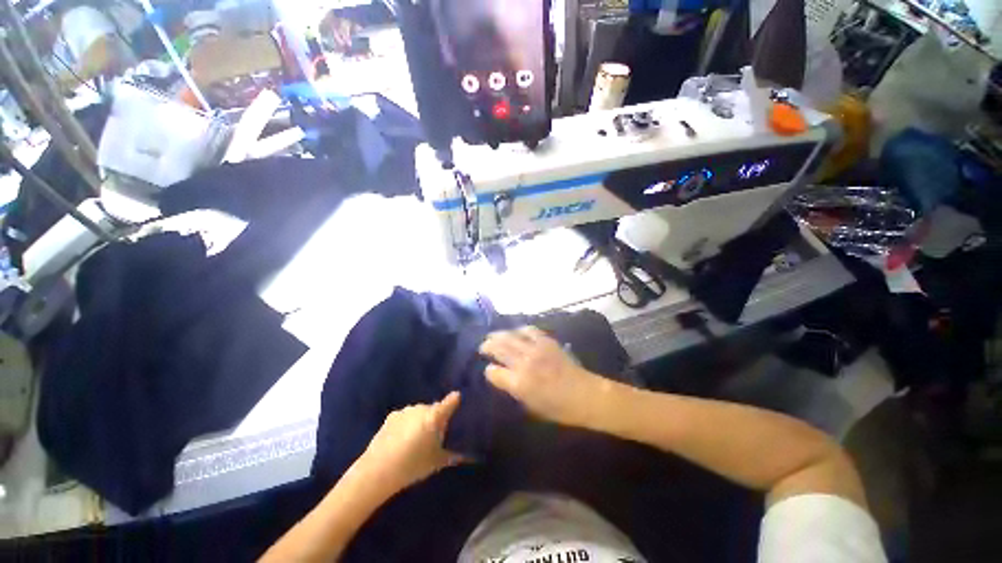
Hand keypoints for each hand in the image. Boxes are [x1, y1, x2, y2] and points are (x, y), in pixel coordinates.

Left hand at [356, 392, 464, 493]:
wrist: (377, 471)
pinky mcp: (391, 416)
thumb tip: (465, 456)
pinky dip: (407, 423)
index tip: (458, 400)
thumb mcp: (436, 463)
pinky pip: (406, 417)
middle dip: (436, 418)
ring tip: (415, 439)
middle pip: (434, 409)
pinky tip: (401, 439)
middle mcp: (422, 408)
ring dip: (421, 420)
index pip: (451, 401)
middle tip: (434, 436)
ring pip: (419, 412)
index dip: (455, 400)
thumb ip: (452, 456)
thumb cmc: (413, 466)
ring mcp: (405, 411)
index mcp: (435, 416)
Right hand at [480, 327, 607, 426]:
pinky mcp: (546, 341)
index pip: (493, 372)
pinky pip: (528, 330)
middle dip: (487, 346)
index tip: (489, 371)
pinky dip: (519, 330)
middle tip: (483, 346)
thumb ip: (513, 390)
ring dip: (499, 335)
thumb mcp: (531, 406)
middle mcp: (524, 362)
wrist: (585, 395)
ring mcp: (535, 349)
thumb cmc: (558, 408)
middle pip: (499, 347)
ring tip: (494, 336)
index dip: (489, 371)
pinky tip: (516, 333)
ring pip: (510, 336)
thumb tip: (503, 377)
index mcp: (518, 383)